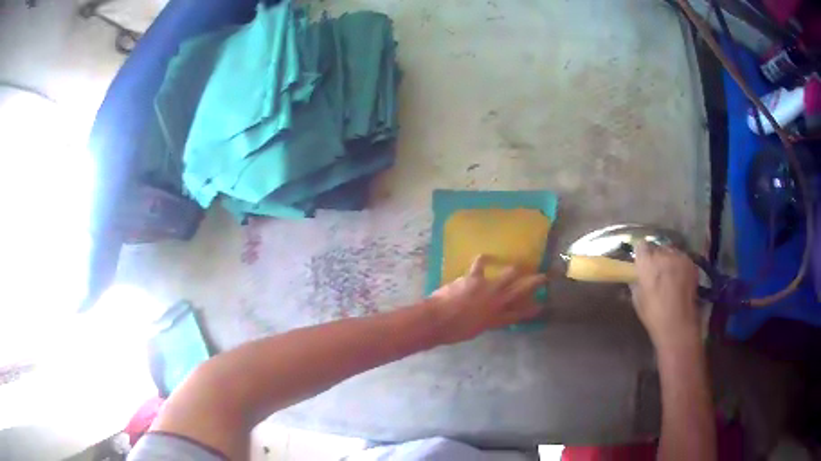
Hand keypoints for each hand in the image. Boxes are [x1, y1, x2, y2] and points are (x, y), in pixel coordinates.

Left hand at [428, 255, 547, 343]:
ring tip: (518, 266)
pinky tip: (486, 256)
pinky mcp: (475, 277)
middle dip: (535, 282)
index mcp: (497, 319)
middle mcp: (497, 302)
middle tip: (543, 276)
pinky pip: (482, 263)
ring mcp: (488, 288)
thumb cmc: (453, 331)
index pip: (519, 314)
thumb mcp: (475, 330)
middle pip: (522, 290)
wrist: (438, 320)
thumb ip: (486, 322)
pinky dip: (484, 259)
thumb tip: (488, 316)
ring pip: (510, 274)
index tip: (542, 304)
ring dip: (515, 269)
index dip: (532, 310)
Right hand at [631, 242, 700, 347]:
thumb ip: (637, 282)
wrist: (678, 325)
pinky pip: (682, 259)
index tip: (641, 264)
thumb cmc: (654, 315)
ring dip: (669, 261)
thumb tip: (637, 276)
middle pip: (657, 248)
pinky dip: (680, 266)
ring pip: (671, 252)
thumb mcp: (637, 299)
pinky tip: (680, 279)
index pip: (641, 246)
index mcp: (646, 262)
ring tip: (670, 276)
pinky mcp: (691, 263)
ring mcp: (679, 257)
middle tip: (656, 273)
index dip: (641, 255)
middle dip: (656, 258)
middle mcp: (663, 254)